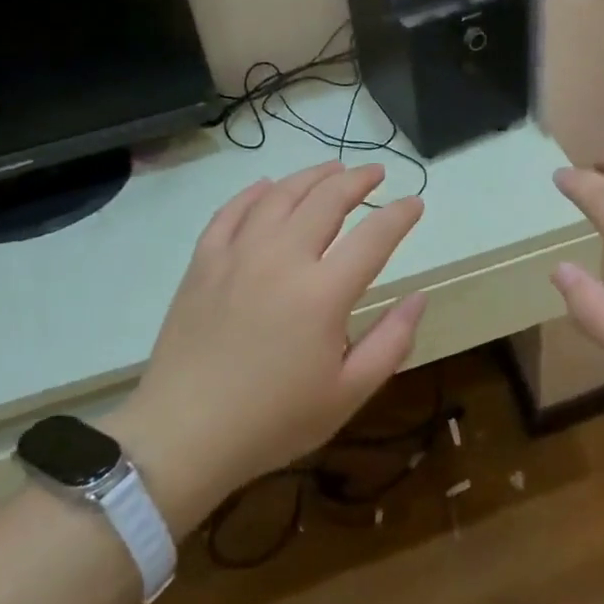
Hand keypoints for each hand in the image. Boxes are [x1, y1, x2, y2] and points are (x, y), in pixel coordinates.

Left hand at [108, 162, 425, 533]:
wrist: (184, 435)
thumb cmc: (273, 421)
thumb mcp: (348, 393)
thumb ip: (392, 342)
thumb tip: (419, 298)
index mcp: (323, 293)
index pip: (374, 236)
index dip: (400, 215)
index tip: (416, 202)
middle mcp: (282, 259)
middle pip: (326, 200)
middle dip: (357, 180)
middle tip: (376, 172)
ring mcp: (237, 256)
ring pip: (280, 196)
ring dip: (311, 176)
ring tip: (332, 168)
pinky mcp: (203, 263)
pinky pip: (230, 212)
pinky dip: (253, 193)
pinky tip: (267, 186)